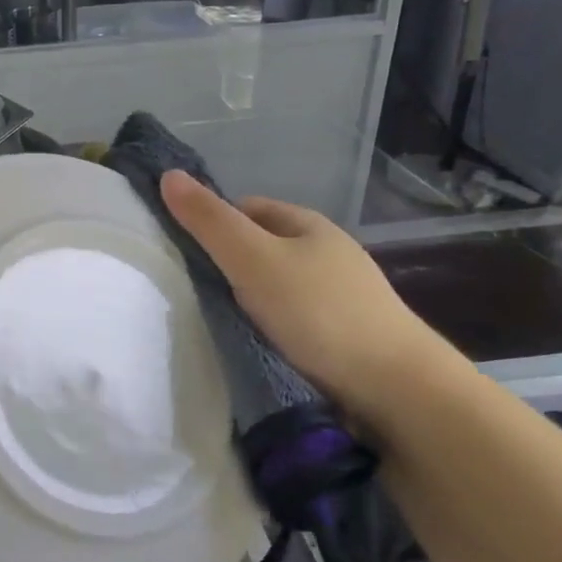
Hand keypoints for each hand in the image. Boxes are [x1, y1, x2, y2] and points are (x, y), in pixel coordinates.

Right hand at [159, 170, 457, 427]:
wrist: (394, 387)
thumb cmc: (319, 311)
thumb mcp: (253, 259)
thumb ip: (210, 222)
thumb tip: (168, 175)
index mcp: (309, 225)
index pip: (248, 208)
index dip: (214, 222)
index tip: (185, 251)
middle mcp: (327, 254)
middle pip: (262, 247)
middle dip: (229, 264)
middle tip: (195, 289)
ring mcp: (340, 297)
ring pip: (277, 286)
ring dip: (249, 299)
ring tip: (219, 321)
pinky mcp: (343, 336)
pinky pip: (292, 319)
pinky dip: (269, 327)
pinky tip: (255, 344)